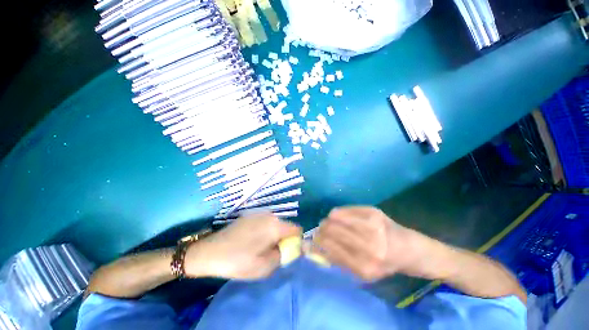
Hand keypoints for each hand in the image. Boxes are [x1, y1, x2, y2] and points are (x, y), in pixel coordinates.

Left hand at [185, 214, 300, 279]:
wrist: (209, 251)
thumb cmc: (237, 261)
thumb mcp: (264, 267)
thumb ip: (282, 257)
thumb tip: (290, 249)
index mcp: (275, 226)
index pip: (297, 230)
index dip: (296, 241)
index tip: (288, 252)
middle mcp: (270, 215)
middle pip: (286, 226)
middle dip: (284, 239)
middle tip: (272, 253)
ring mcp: (259, 213)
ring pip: (275, 224)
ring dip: (273, 235)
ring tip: (260, 248)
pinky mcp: (250, 215)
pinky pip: (265, 222)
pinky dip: (265, 231)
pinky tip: (252, 241)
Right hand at [314, 206, 446, 280]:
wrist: (411, 249)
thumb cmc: (385, 264)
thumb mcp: (362, 272)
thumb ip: (338, 260)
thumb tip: (313, 248)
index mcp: (365, 266)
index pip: (329, 248)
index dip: (317, 242)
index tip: (311, 240)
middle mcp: (369, 246)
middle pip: (331, 229)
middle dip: (320, 229)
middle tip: (319, 230)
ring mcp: (372, 225)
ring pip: (335, 217)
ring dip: (328, 220)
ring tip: (329, 222)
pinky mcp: (373, 211)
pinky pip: (344, 209)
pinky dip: (338, 213)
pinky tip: (340, 216)